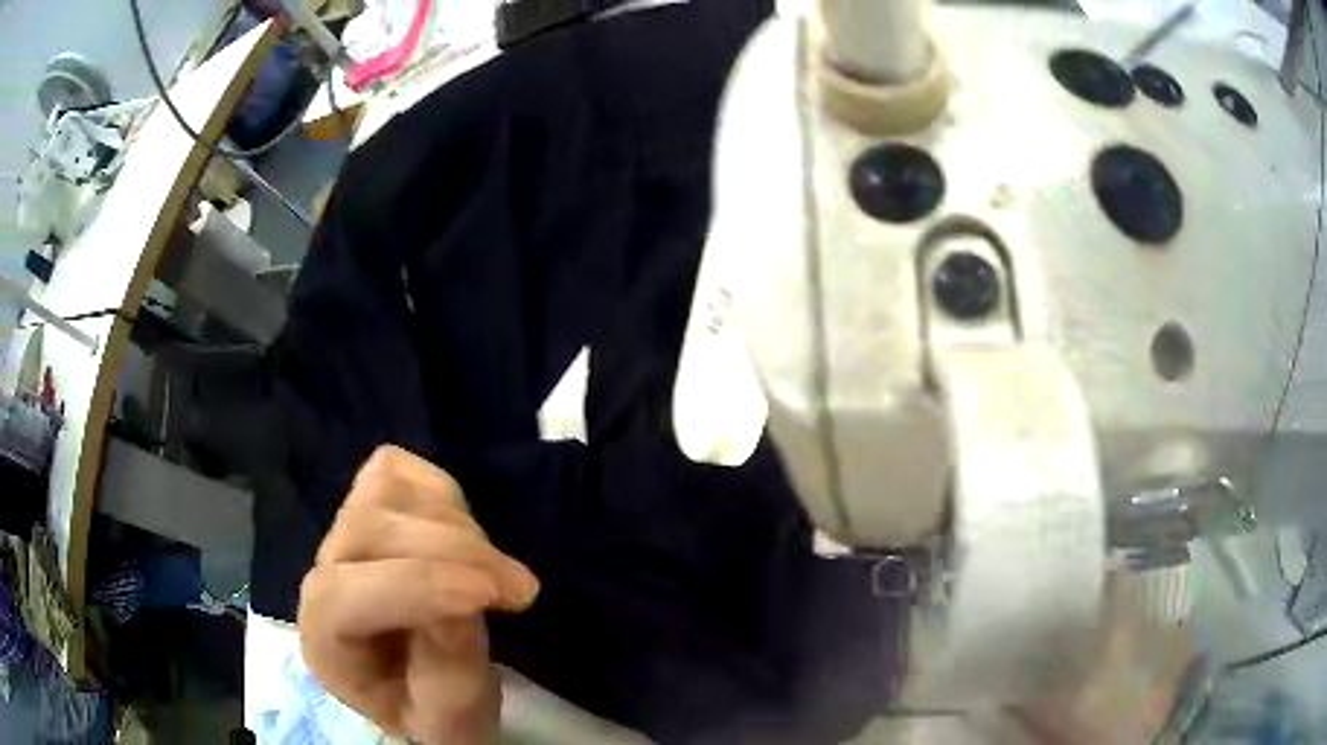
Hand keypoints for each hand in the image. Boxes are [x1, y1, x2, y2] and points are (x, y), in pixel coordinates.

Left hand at [298, 445, 539, 744]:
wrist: (424, 684)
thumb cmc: (434, 709)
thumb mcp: (451, 718)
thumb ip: (450, 669)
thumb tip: (466, 591)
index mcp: (326, 641)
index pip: (341, 597)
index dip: (413, 587)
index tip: (488, 596)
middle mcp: (321, 574)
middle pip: (370, 531)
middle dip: (455, 553)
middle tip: (521, 591)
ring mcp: (341, 528)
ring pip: (387, 491)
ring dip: (459, 527)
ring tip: (495, 574)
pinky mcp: (367, 498)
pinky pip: (399, 470)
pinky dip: (443, 495)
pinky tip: (464, 537)